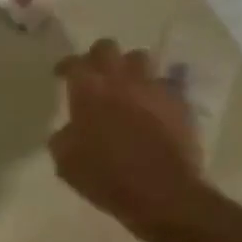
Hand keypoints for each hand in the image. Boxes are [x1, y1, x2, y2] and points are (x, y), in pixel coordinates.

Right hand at [50, 41, 205, 234]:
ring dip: (129, 69)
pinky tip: (150, 111)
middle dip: (97, 57)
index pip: (74, 63)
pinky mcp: (180, 103)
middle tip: (93, 75)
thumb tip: (70, 129)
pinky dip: (153, 93)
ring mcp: (154, 89)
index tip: (61, 75)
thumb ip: (64, 137)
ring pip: (140, 59)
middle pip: (108, 48)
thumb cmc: (105, 178)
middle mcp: (121, 80)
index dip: (66, 66)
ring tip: (125, 87)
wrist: (163, 194)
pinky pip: (164, 86)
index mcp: (89, 91)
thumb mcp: (66, 162)